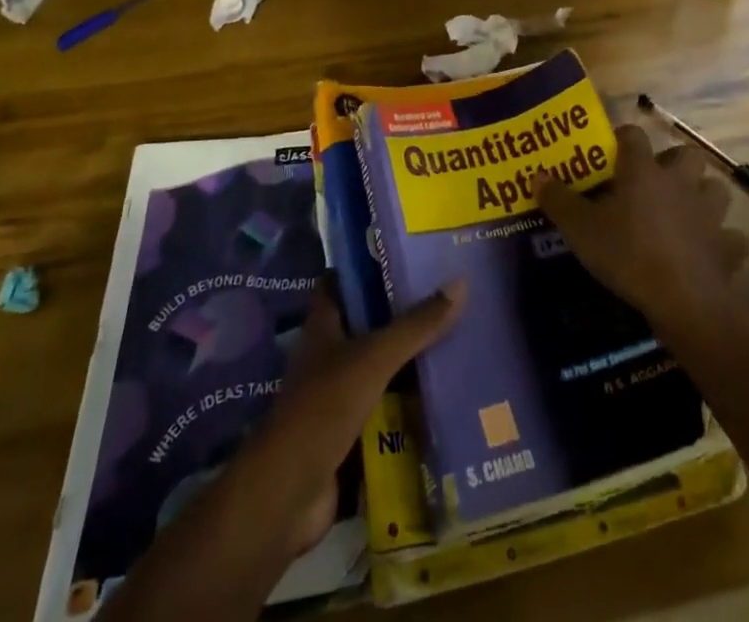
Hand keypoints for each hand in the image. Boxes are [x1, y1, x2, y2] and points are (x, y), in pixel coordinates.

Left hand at [258, 277, 465, 552]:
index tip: (408, 252)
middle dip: (403, 312)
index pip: (342, 281)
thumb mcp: (374, 358)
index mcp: (324, 326)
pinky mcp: (350, 433)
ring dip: (411, 360)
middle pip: (369, 323)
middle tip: (449, 294)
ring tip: (459, 339)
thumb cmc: (323, 409)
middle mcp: (329, 355)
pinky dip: (411, 404)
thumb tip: (460, 282)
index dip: (369, 264)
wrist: (289, 496)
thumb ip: (416, 325)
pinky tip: (446, 396)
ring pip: (381, 367)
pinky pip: (387, 409)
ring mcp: (338, 396)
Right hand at [535, 124, 748, 337]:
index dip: (622, 138)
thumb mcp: (580, 229)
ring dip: (703, 195)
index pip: (633, 135)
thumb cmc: (627, 254)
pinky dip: (723, 242)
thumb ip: (558, 200)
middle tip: (656, 181)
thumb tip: (537, 176)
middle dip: (675, 163)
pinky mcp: (728, 246)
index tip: (612, 150)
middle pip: (687, 154)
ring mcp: (709, 213)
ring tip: (686, 211)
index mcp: (643, 170)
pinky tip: (708, 251)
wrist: (683, 299)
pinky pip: (731, 237)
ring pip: (716, 189)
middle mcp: (679, 182)